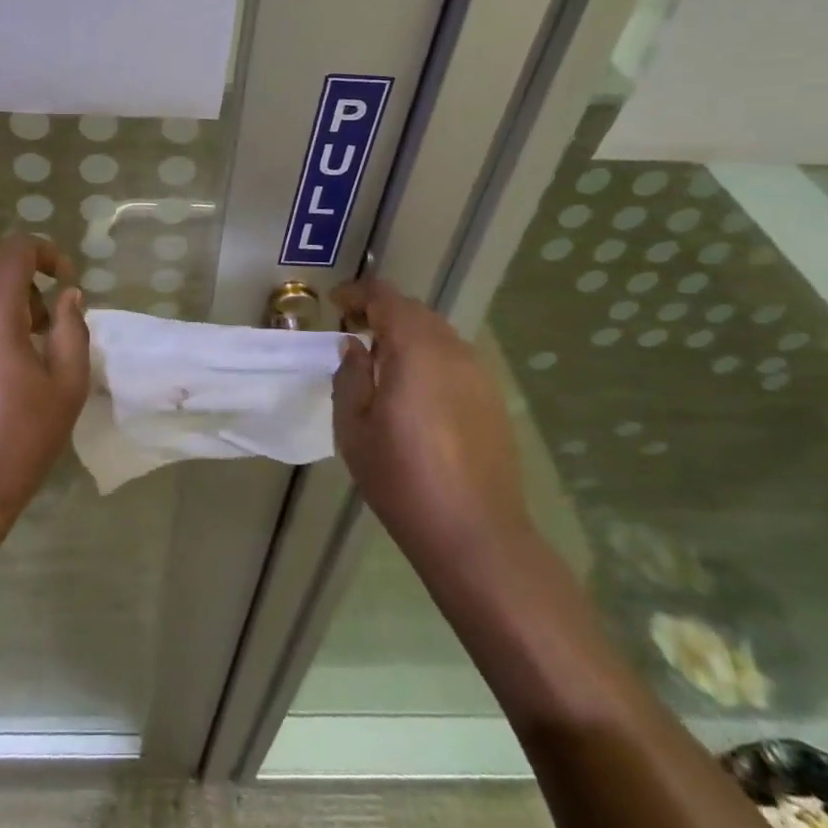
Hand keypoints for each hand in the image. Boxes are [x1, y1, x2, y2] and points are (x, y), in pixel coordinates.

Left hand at [0, 235, 90, 551]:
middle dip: (23, 273)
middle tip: (48, 313)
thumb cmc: (21, 440)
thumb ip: (71, 329)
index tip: (65, 279)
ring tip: (26, 342)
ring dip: (1, 298)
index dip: (44, 252)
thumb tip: (67, 297)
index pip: (12, 252)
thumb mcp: (67, 386)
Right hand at [331, 279, 529, 558]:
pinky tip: (414, 392)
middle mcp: (451, 349)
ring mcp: (478, 373)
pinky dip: (428, 357)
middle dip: (381, 312)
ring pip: (436, 333)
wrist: (475, 533)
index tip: (335, 306)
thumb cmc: (402, 478)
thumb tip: (355, 347)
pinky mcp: (492, 397)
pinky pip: (453, 359)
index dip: (357, 293)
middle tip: (353, 333)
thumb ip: (350, 376)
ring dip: (406, 335)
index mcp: (414, 348)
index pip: (385, 296)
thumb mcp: (353, 427)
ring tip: (381, 364)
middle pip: (413, 310)